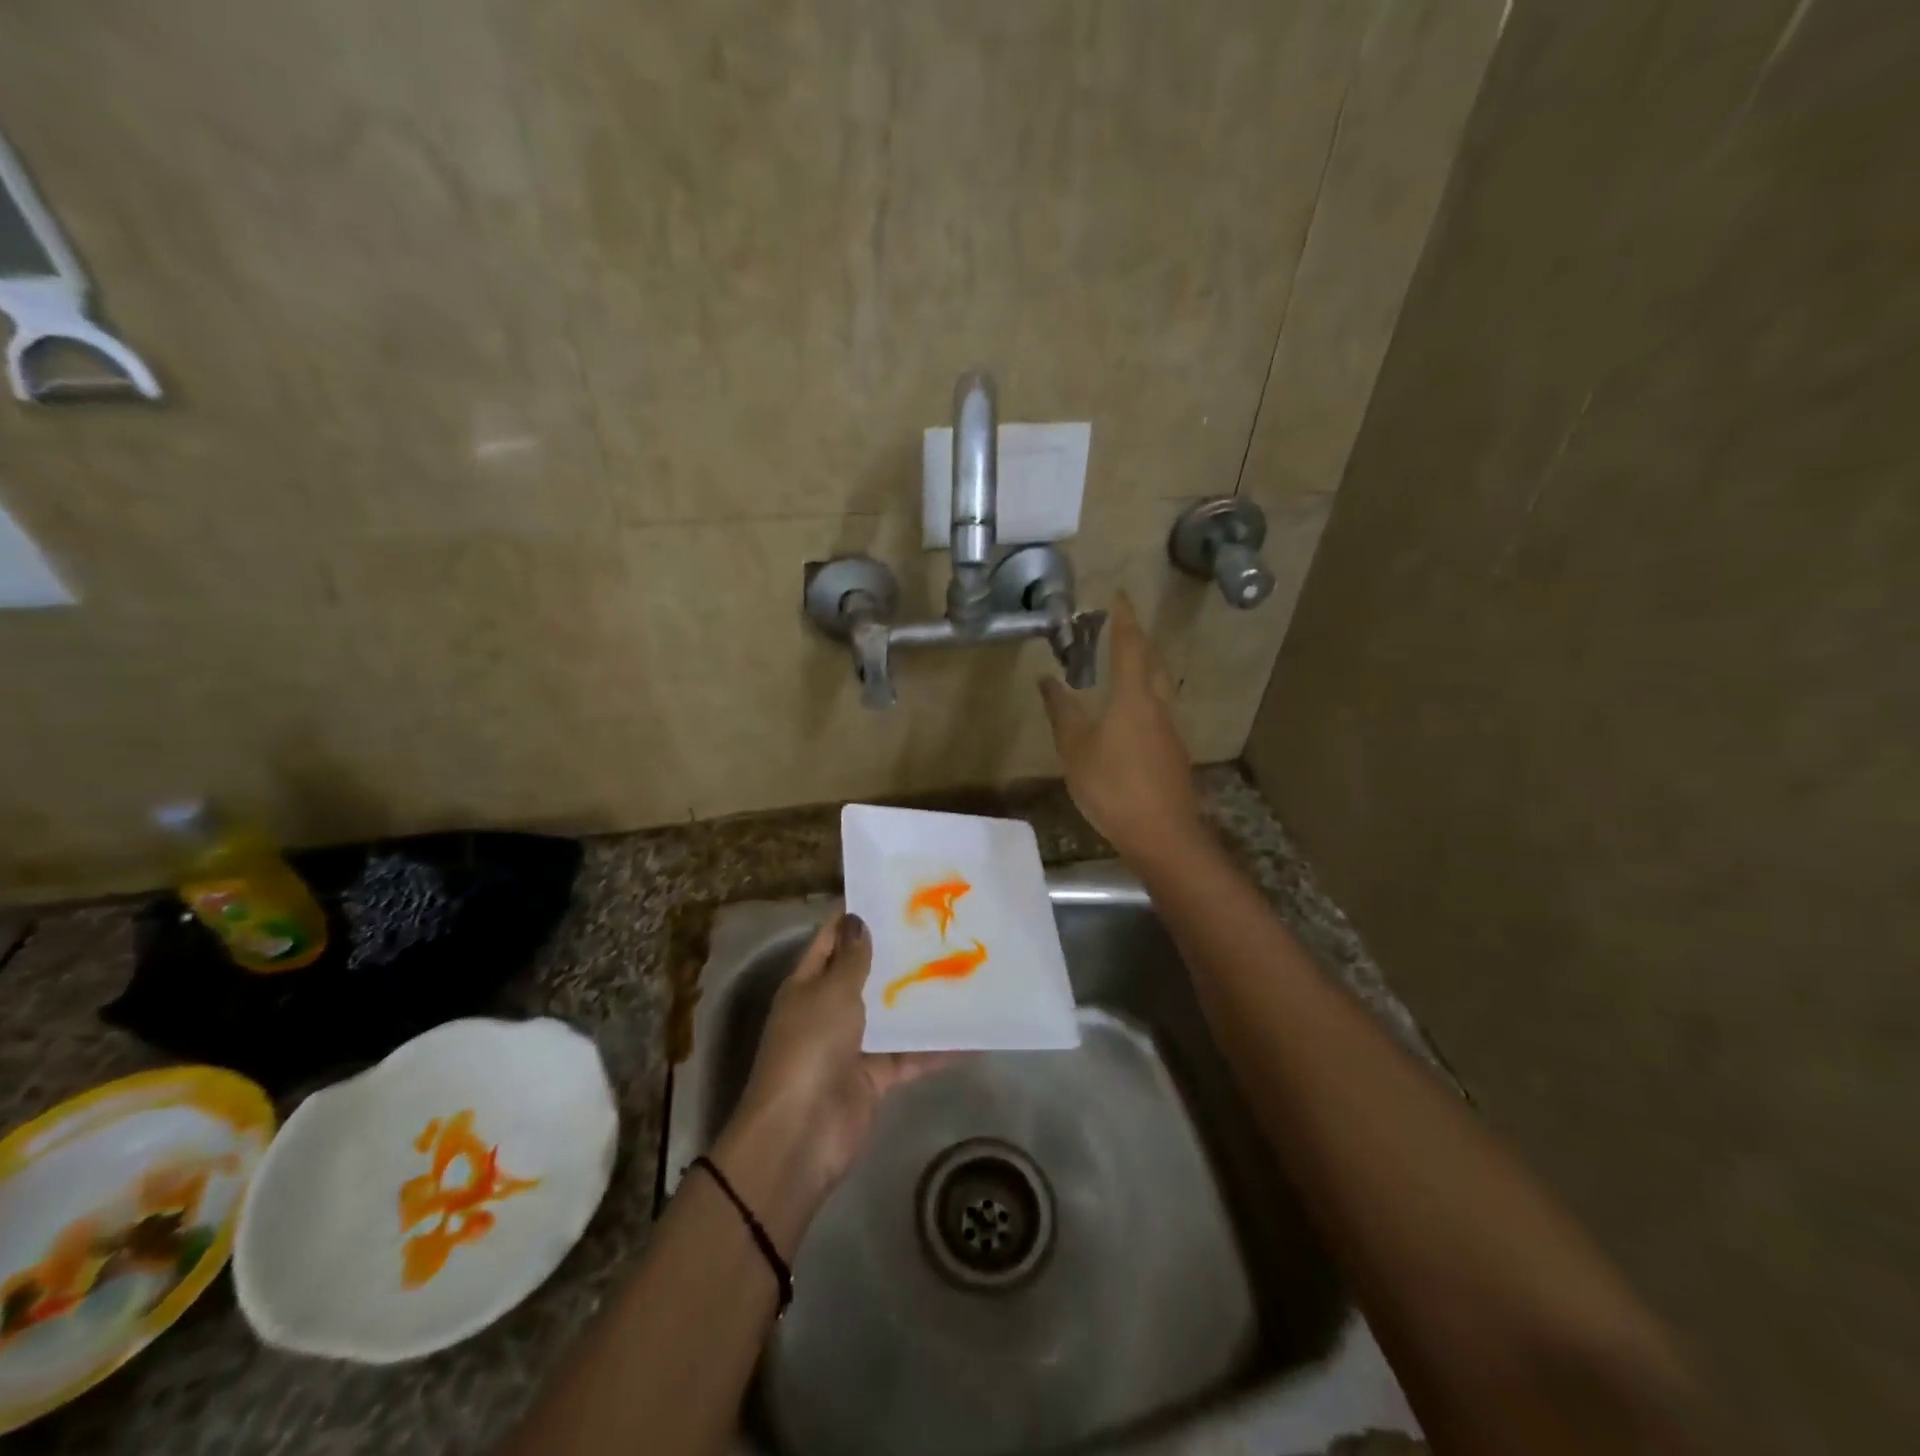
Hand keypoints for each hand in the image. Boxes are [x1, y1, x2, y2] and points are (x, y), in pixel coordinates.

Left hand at [713, 914, 949, 1249]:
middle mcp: (829, 1009)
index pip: (831, 938)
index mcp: (808, 984)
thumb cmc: (810, 1048)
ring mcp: (853, 1044)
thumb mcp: (830, 993)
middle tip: (938, 923)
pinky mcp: (876, 1076)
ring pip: (892, 1012)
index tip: (891, 890)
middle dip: (896, 951)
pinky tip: (973, 1033)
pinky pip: (911, 1055)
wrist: (802, 1135)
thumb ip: (850, 958)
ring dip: (919, 996)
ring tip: (961, 966)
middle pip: (865, 973)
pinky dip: (938, 1047)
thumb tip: (858, 919)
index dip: (855, 915)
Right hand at [1038, 591, 1204, 865]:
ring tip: (1123, 667)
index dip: (1123, 620)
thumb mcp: (1075, 750)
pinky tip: (1130, 717)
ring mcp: (1170, 731)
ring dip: (1143, 669)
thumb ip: (1062, 712)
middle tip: (1120, 628)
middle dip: (1137, 641)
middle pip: (1152, 663)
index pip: (1129, 647)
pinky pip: (1158, 712)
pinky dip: (1144, 699)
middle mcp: (1158, 706)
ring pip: (1159, 688)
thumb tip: (1047, 679)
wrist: (1162, 834)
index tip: (1119, 595)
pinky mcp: (1173, 753)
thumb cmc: (1113, 787)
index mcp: (1133, 698)